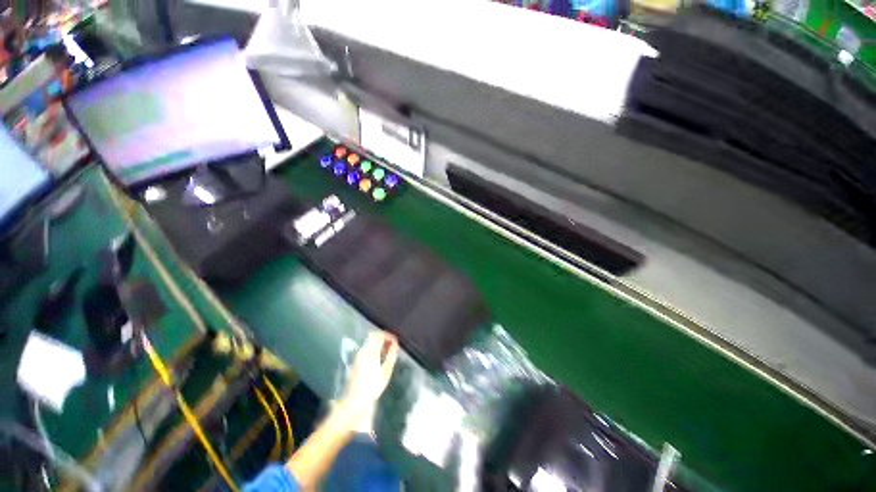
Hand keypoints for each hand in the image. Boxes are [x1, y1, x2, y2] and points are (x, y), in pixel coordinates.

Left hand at [340, 331, 399, 419]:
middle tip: (392, 345)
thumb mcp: (386, 371)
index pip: (379, 335)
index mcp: (370, 351)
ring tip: (387, 352)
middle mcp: (363, 351)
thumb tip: (395, 344)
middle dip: (383, 338)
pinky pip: (366, 349)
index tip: (395, 341)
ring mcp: (358, 356)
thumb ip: (391, 355)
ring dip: (379, 344)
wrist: (355, 401)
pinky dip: (374, 349)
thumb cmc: (373, 386)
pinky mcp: (355, 362)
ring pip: (369, 343)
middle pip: (373, 337)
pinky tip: (379, 358)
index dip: (388, 335)